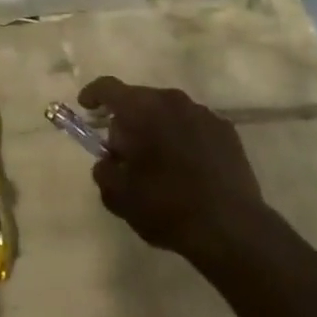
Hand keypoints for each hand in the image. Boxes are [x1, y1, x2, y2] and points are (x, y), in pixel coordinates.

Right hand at [79, 76, 265, 260]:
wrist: (231, 228)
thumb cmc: (167, 207)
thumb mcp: (119, 196)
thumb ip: (104, 171)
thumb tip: (108, 160)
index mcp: (141, 109)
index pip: (108, 87)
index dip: (93, 94)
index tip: (86, 106)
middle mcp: (172, 100)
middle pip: (140, 99)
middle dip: (127, 120)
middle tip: (123, 151)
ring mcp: (203, 113)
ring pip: (169, 112)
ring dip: (157, 128)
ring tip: (158, 162)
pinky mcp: (226, 131)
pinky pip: (194, 126)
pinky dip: (184, 138)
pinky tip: (187, 168)